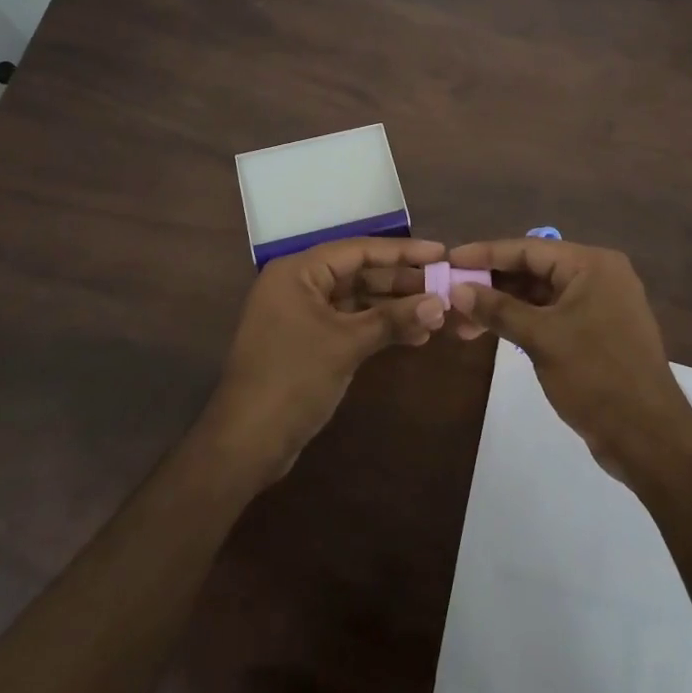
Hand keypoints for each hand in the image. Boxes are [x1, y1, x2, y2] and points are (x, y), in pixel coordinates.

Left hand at [203, 237, 448, 480]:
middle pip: (359, 273)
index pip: (358, 249)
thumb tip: (440, 303)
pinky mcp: (309, 341)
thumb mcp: (346, 344)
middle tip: (445, 287)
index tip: (440, 252)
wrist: (246, 443)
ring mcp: (303, 314)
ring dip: (394, 308)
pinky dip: (379, 328)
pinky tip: (414, 336)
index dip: (402, 252)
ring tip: (436, 315)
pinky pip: (350, 322)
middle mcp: (299, 284)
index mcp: (299, 271)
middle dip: (401, 283)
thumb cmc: (293, 379)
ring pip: (357, 300)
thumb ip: (393, 319)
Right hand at [447, 239, 691, 481]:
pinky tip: (491, 330)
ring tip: (463, 321)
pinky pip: (550, 315)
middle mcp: (597, 276)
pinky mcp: (595, 333)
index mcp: (591, 265)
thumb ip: (498, 309)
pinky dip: (522, 321)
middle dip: (491, 283)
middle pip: (533, 269)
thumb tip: (457, 289)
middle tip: (451, 294)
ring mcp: (598, 305)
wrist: (650, 440)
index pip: (528, 248)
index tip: (450, 258)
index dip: (486, 254)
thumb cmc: (597, 376)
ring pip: (539, 295)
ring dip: (502, 305)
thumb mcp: (542, 339)